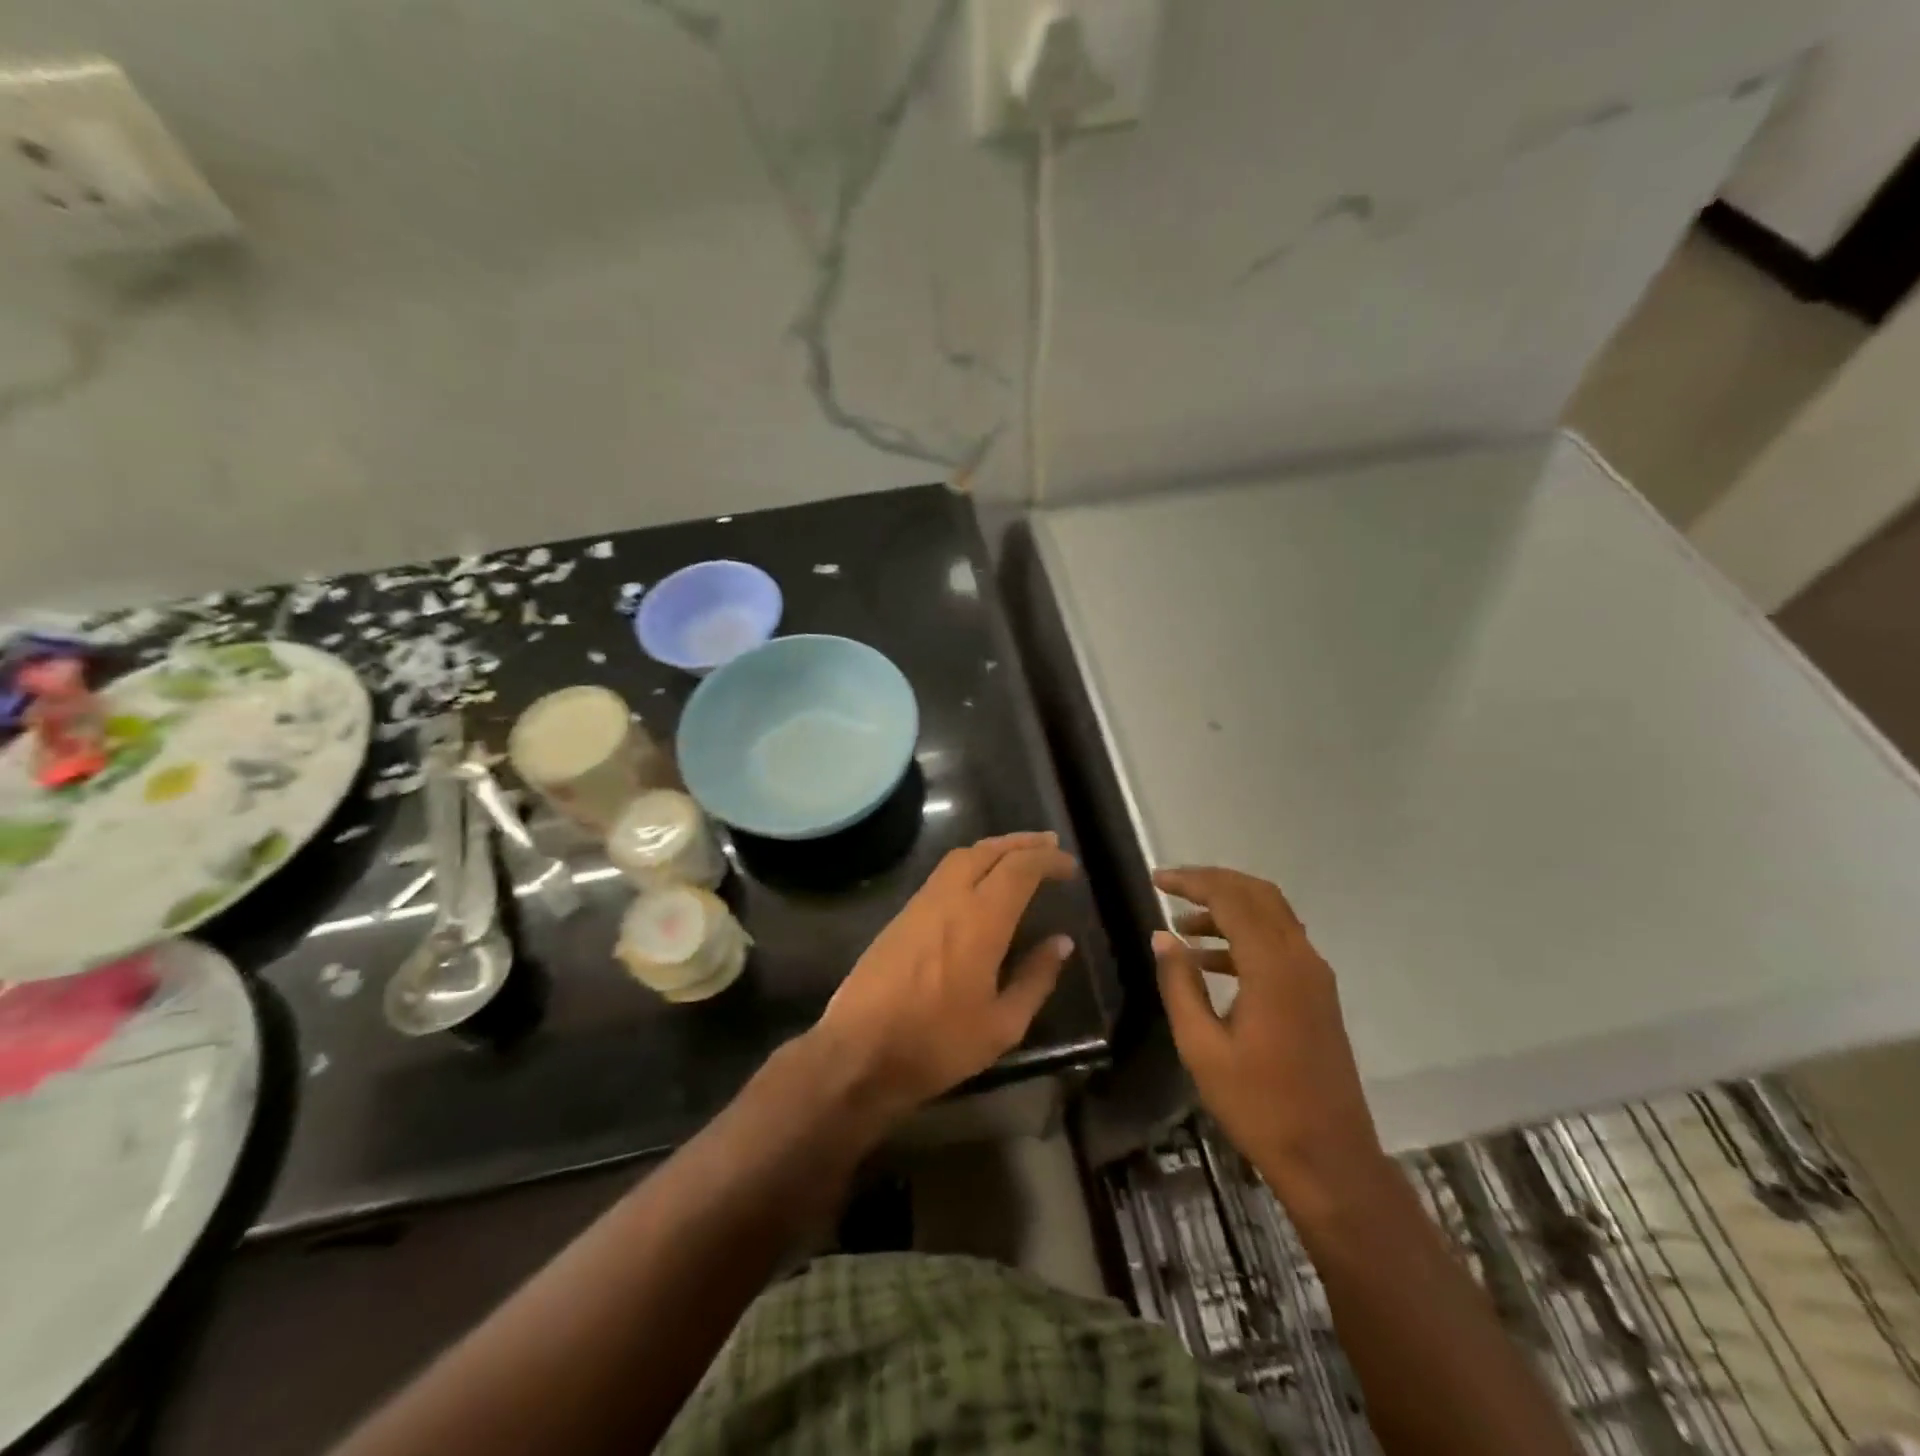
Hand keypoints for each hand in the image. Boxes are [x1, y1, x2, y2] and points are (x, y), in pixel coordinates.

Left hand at [813, 832, 1077, 1128]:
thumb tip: (1061, 943)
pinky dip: (970, 866)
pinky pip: (943, 875)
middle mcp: (949, 898)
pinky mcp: (901, 916)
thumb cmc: (935, 1043)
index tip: (1070, 866)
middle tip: (1049, 845)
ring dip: (994, 850)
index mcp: (980, 919)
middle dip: (1021, 842)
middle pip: (988, 850)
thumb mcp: (1001, 1025)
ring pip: (960, 857)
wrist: (856, 1051)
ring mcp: (920, 904)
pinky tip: (980, 886)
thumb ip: (1035, 979)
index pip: (1020, 868)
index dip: (1048, 859)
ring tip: (1018, 859)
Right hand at [1151, 866, 1387, 1209]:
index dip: (1192, 881)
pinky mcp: (1317, 994)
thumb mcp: (1202, 1047)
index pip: (1231, 898)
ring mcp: (1314, 976)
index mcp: (1272, 967)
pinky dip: (1244, 935)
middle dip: (1212, 882)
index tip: (1155, 879)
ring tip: (1182, 925)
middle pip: (1257, 894)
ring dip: (1228, 908)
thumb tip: (1162, 936)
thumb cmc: (1258, 1105)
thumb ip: (1179, 984)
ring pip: (1271, 915)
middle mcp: (1300, 959)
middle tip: (1170, 887)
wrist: (1329, 1158)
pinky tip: (1209, 961)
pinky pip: (1279, 943)